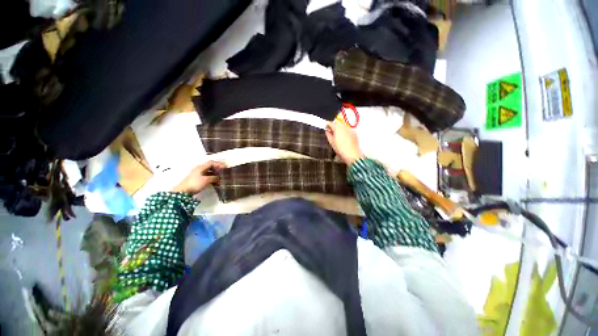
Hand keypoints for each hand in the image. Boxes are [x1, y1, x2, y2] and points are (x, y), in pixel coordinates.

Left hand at [172, 161, 226, 194]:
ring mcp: (198, 175)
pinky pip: (207, 177)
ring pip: (209, 173)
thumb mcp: (206, 180)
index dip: (219, 164)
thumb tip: (219, 178)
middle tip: (224, 172)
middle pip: (210, 167)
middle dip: (218, 169)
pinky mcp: (197, 180)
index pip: (211, 163)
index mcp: (201, 167)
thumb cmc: (195, 183)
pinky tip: (216, 183)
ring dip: (215, 175)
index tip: (225, 167)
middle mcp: (199, 169)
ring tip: (221, 179)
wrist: (183, 191)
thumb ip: (214, 178)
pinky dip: (212, 179)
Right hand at [325, 122, 363, 164]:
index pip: (331, 123)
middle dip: (334, 127)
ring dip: (340, 130)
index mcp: (337, 128)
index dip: (327, 125)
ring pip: (343, 127)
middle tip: (331, 132)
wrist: (351, 154)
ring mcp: (350, 130)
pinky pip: (348, 131)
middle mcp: (344, 127)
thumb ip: (328, 134)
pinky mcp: (354, 133)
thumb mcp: (331, 142)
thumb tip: (327, 131)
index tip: (326, 126)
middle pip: (338, 124)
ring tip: (338, 137)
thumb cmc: (341, 150)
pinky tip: (344, 139)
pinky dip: (346, 133)